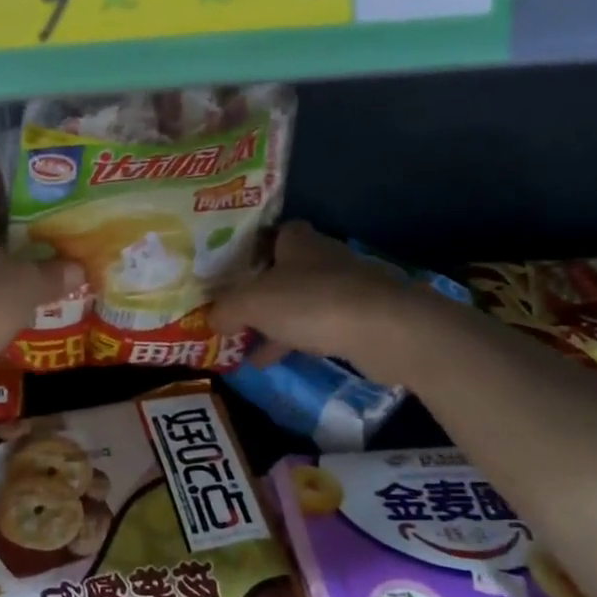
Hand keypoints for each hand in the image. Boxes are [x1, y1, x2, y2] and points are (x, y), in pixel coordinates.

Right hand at [212, 222, 409, 366]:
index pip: (272, 234)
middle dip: (260, 291)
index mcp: (298, 241)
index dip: (250, 251)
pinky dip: (295, 341)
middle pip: (284, 270)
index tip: (229, 272)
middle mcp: (323, 258)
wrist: (385, 330)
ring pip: (300, 302)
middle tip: (232, 311)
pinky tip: (271, 362)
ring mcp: (346, 289)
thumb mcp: (253, 303)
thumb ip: (227, 308)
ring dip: (275, 322)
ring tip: (244, 344)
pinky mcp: (362, 319)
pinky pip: (318, 327)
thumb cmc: (311, 302)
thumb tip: (211, 317)